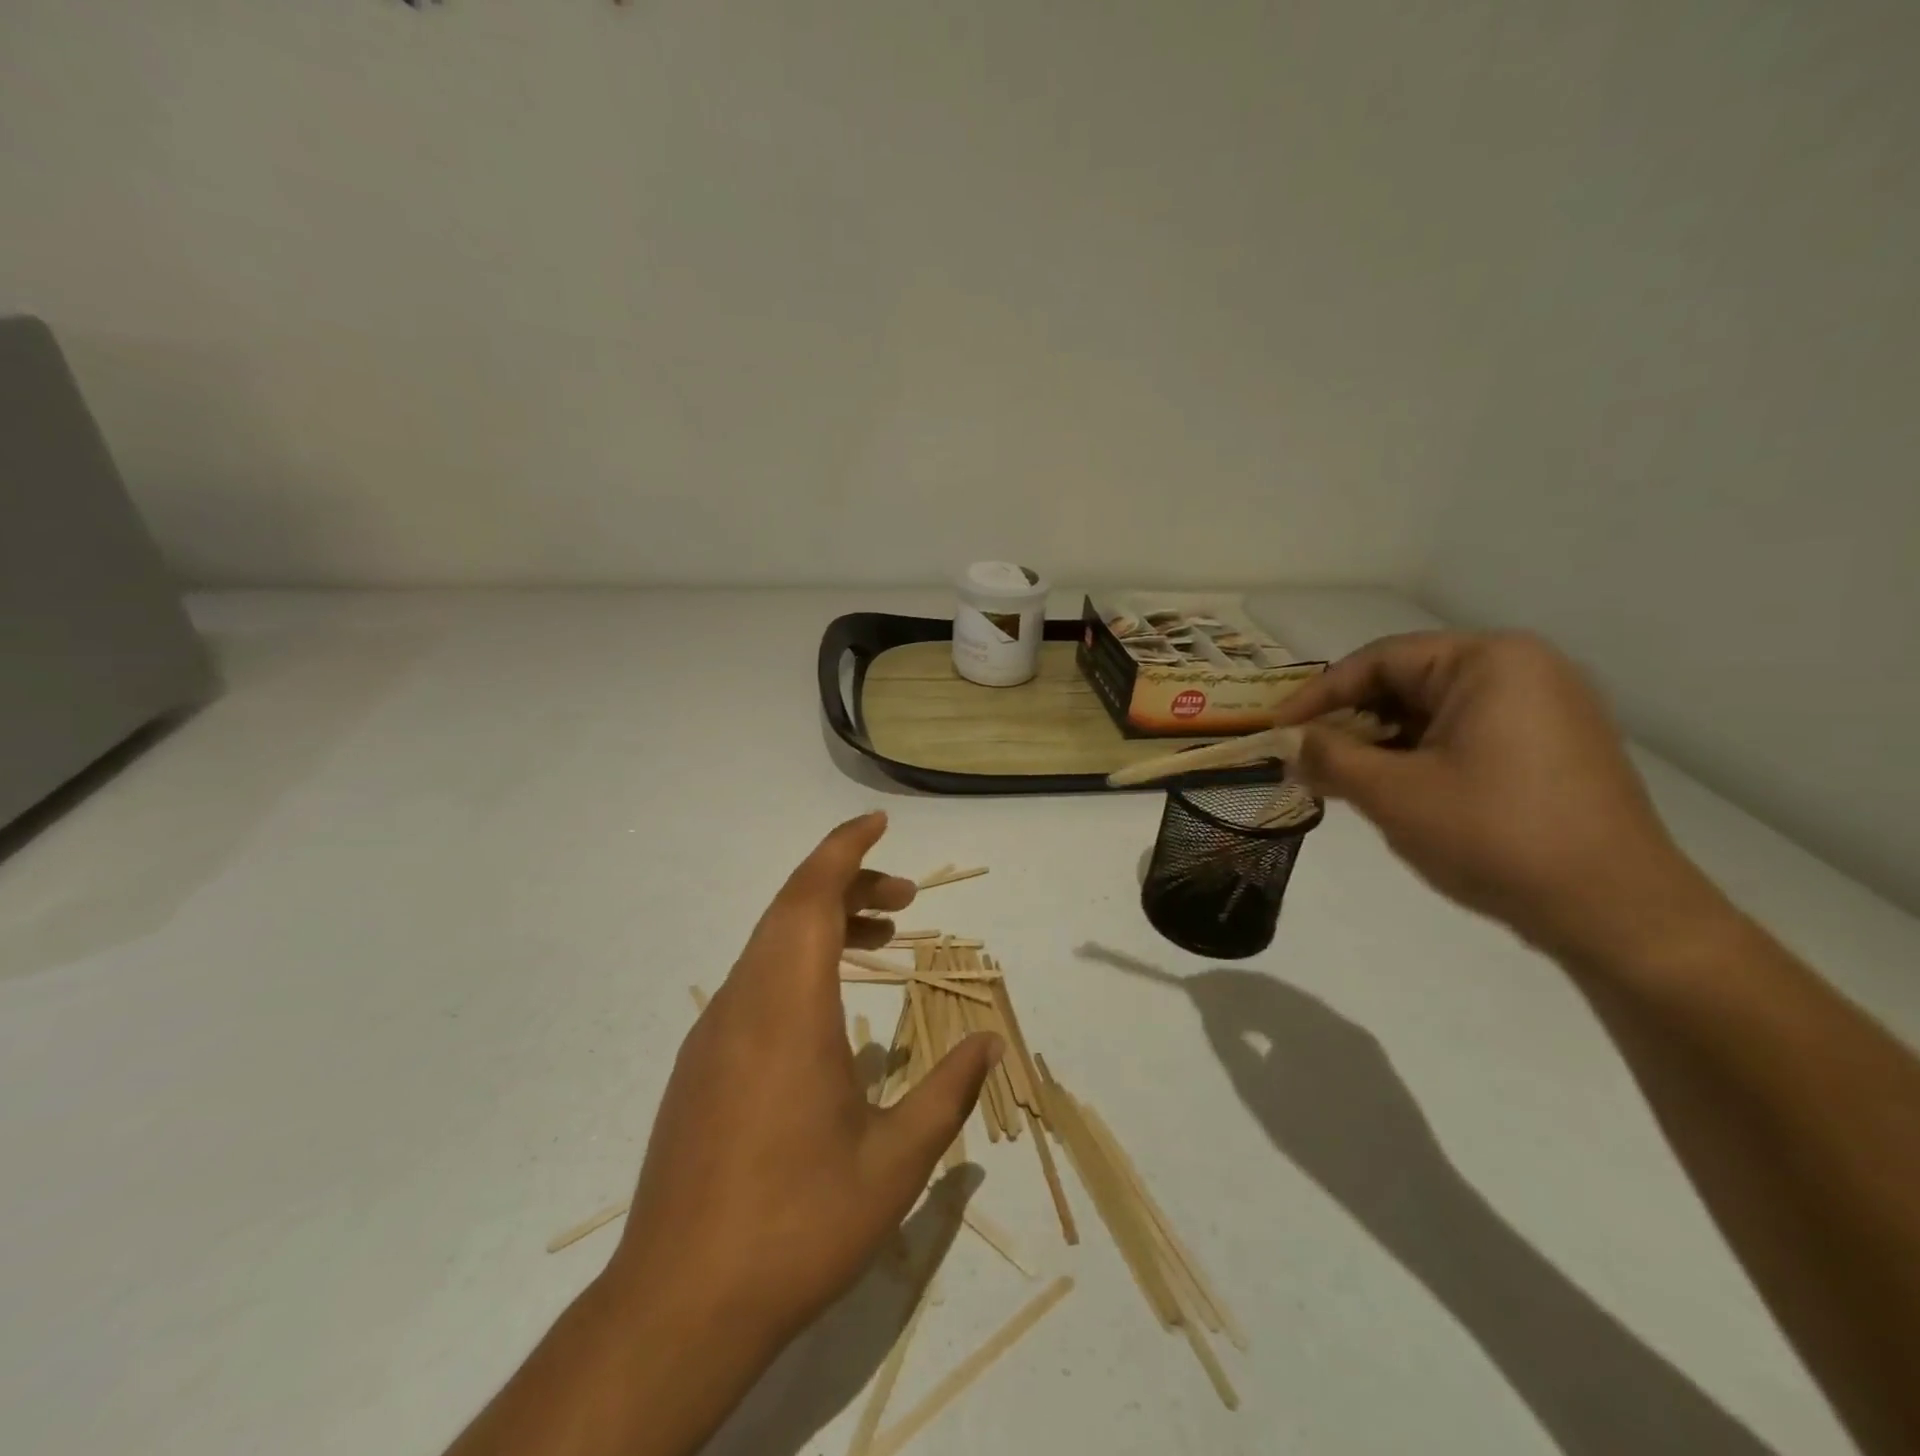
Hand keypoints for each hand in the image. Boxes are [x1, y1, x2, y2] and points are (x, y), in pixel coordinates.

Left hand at [608, 812, 1001, 1355]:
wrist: (678, 1306)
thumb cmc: (797, 1225)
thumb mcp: (894, 1164)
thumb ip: (947, 1093)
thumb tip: (989, 1043)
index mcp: (788, 1008)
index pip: (811, 895)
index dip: (845, 849)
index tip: (879, 823)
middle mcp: (744, 1002)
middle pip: (792, 909)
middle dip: (849, 885)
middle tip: (905, 899)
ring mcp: (715, 1032)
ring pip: (770, 945)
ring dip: (824, 925)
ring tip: (881, 941)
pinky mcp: (701, 1064)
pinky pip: (754, 982)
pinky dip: (798, 963)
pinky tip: (830, 1007)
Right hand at [1274, 631, 1721, 960]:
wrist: (1618, 914)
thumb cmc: (1496, 837)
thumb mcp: (1393, 795)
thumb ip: (1329, 758)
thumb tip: (1290, 745)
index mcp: (1489, 662)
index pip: (1378, 660)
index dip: (1318, 696)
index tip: (1276, 731)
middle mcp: (1523, 670)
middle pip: (1407, 682)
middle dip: (1350, 721)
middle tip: (1306, 759)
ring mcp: (1546, 710)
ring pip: (1434, 712)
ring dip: (1381, 743)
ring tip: (1342, 781)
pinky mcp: (1553, 749)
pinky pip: (1465, 735)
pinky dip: (1420, 757)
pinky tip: (1393, 791)